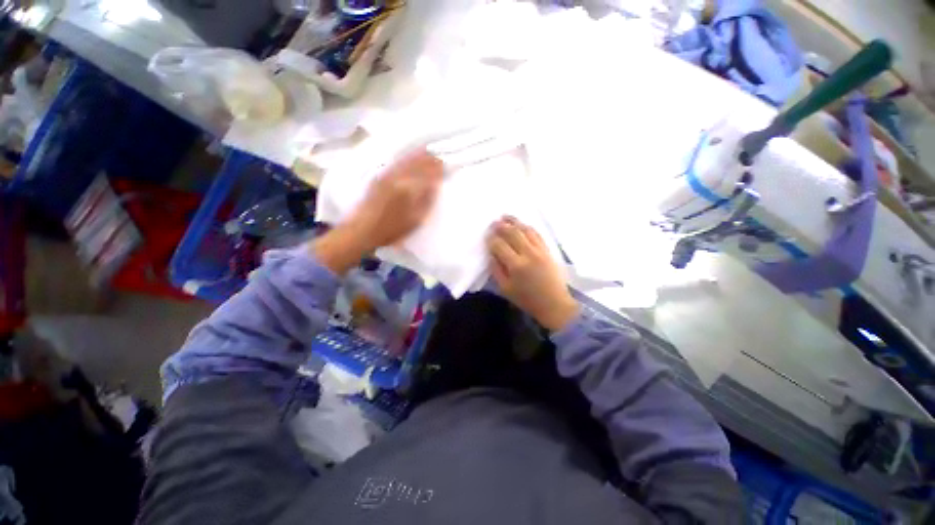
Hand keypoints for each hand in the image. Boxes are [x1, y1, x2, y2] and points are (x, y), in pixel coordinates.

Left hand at [313, 149, 443, 274]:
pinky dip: (404, 158)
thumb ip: (426, 202)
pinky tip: (409, 157)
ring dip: (418, 155)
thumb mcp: (414, 221)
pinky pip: (395, 163)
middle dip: (429, 160)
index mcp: (410, 190)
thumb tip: (434, 186)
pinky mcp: (378, 177)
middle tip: (438, 157)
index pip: (428, 175)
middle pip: (417, 164)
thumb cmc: (390, 230)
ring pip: (406, 161)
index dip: (437, 169)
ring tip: (427, 152)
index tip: (444, 165)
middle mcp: (399, 178)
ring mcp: (387, 176)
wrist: (361, 230)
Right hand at [487, 216, 578, 331]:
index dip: (491, 239)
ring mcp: (540, 250)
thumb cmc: (527, 299)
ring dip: (514, 221)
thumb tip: (491, 254)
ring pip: (525, 230)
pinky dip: (527, 227)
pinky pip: (537, 234)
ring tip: (505, 217)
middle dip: (501, 226)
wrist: (554, 304)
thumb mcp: (505, 289)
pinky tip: (522, 224)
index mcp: (516, 265)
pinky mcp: (548, 250)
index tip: (486, 235)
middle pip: (512, 233)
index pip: (499, 245)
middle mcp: (528, 254)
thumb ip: (496, 270)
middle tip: (493, 222)